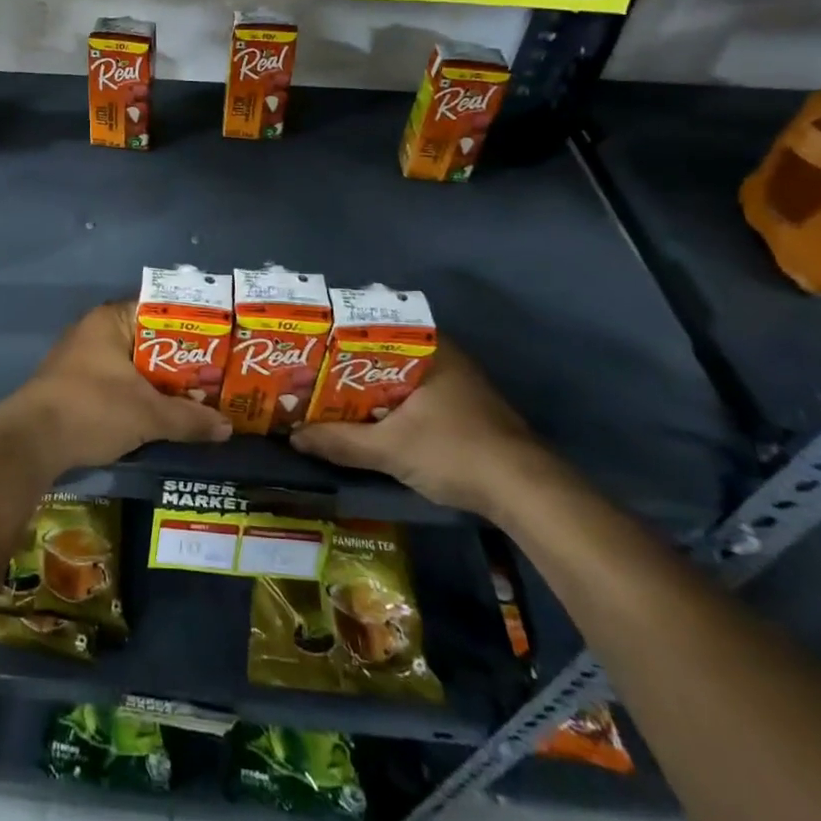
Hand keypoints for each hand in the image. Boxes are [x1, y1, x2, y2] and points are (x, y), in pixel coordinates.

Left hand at [0, 300, 231, 478]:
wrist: (31, 442)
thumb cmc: (92, 409)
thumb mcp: (147, 415)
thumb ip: (188, 418)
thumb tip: (227, 427)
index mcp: (110, 320)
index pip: (160, 310)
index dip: (192, 325)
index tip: (221, 341)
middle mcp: (95, 331)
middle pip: (149, 340)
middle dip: (181, 360)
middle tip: (216, 375)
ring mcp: (82, 358)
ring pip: (134, 364)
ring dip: (161, 381)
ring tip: (198, 396)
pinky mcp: (75, 385)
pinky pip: (118, 381)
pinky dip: (140, 394)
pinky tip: (162, 412)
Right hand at [290, 340, 548, 516]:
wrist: (526, 493)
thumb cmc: (455, 452)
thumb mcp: (390, 448)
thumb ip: (341, 441)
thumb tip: (294, 437)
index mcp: (429, 348)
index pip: (373, 327)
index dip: (337, 337)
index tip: (308, 346)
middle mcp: (443, 357)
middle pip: (382, 354)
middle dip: (347, 367)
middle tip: (310, 374)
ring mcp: (456, 384)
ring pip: (398, 377)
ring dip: (367, 389)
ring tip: (327, 396)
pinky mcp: (463, 410)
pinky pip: (412, 396)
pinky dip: (388, 404)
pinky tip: (366, 419)